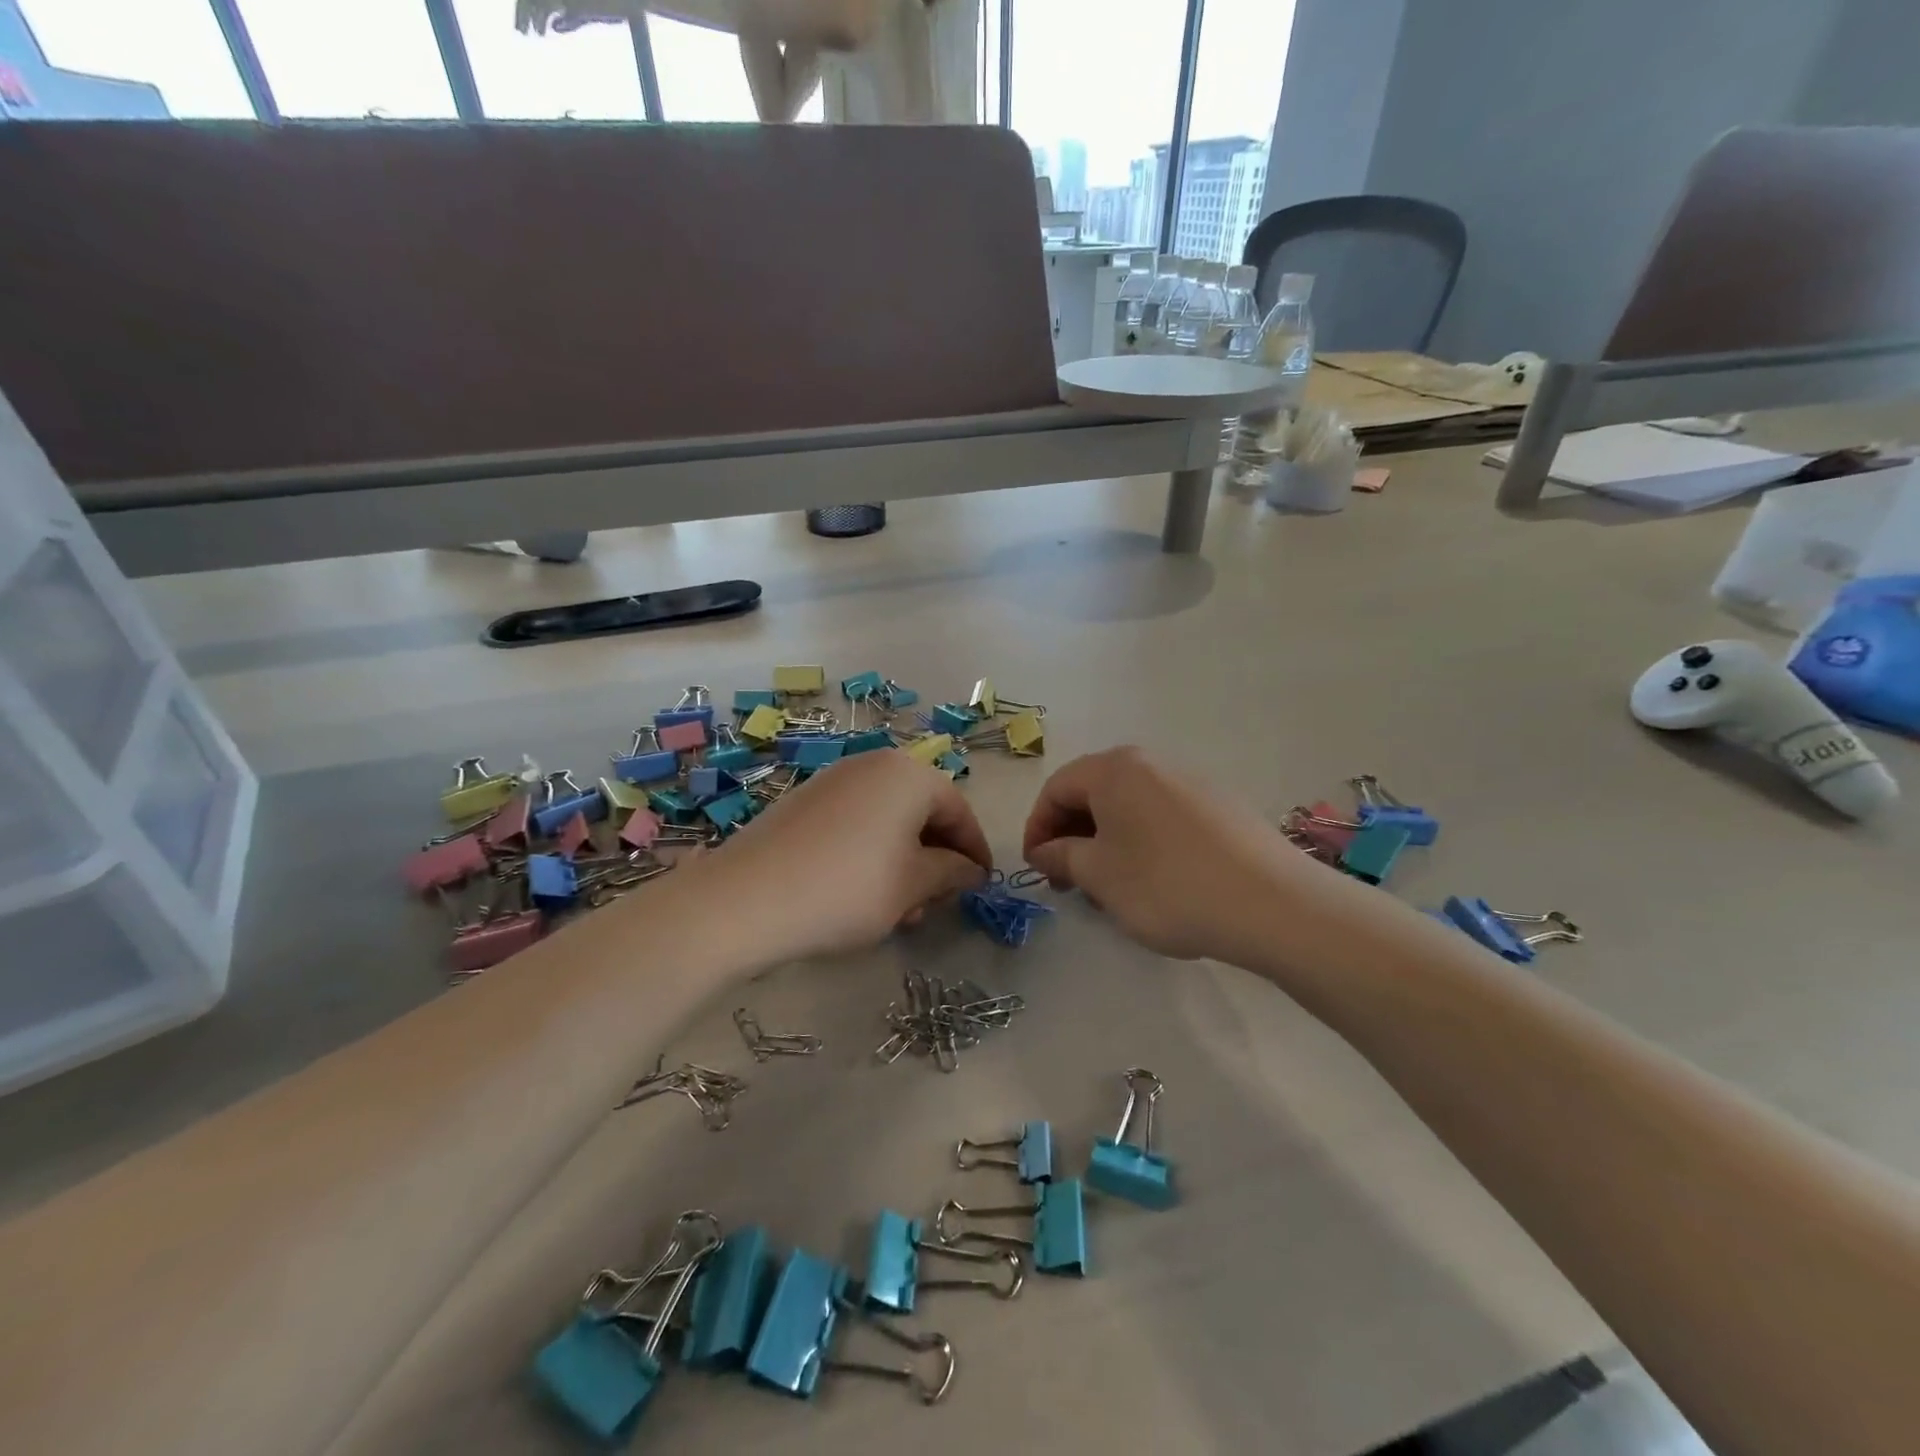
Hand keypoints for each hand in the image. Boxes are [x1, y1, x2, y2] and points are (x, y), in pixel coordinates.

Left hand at [696, 749, 991, 958]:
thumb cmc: (847, 889)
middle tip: (938, 902)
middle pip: (922, 810)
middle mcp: (873, 764)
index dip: (975, 849)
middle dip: (937, 857)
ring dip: (905, 860)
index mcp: (908, 774)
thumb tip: (970, 869)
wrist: (746, 899)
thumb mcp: (912, 886)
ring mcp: (833, 780)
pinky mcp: (804, 801)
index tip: (982, 884)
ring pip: (888, 819)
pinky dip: (872, 853)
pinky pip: (856, 822)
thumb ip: (951, 872)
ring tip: (900, 908)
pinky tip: (862, 893)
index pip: (958, 810)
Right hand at [1022, 746, 1323, 960]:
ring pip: (1130, 808)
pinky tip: (1153, 883)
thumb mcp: (1099, 875)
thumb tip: (1044, 851)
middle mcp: (1152, 764)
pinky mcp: (1221, 807)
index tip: (1036, 869)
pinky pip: (1163, 818)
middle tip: (1068, 882)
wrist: (1272, 904)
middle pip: (1094, 793)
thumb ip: (1061, 857)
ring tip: (1109, 889)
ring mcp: (1191, 783)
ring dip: (1107, 843)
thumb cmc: (1167, 885)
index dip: (1037, 828)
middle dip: (1072, 836)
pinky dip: (1142, 844)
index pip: (1057, 788)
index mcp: (1115, 769)